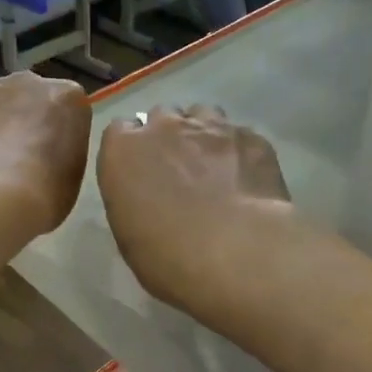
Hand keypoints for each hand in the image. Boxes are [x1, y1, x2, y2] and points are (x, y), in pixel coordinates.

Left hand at [0, 71, 91, 242]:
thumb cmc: (42, 193)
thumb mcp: (69, 178)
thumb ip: (60, 154)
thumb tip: (43, 156)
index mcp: (68, 98)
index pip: (67, 105)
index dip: (57, 129)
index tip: (48, 153)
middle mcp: (32, 82)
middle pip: (29, 93)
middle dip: (23, 116)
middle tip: (15, 154)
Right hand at [96, 105, 289, 310]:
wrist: (236, 254)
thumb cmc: (167, 256)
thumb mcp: (128, 232)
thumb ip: (131, 196)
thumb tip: (146, 191)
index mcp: (124, 149)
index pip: (119, 130)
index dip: (131, 150)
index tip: (140, 172)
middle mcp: (164, 126)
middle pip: (161, 117)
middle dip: (166, 137)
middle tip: (177, 171)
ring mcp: (212, 127)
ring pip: (201, 115)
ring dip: (201, 135)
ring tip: (212, 167)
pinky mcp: (251, 137)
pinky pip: (238, 135)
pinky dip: (237, 151)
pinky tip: (245, 179)